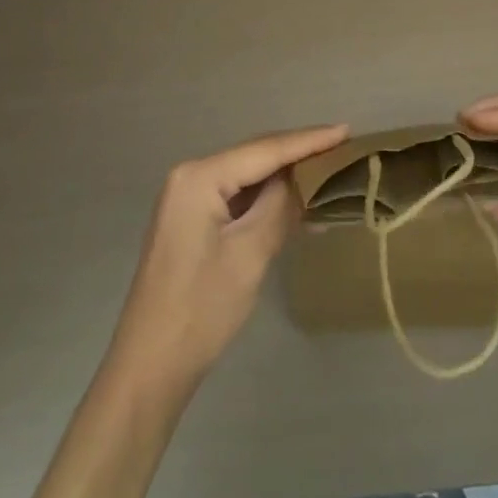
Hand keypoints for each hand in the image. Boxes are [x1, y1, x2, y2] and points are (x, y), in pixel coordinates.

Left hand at [107, 124, 347, 390]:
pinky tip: (300, 207)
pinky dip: (268, 201)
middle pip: (256, 157)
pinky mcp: (193, 221)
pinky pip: (239, 198)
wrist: (150, 368)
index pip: (265, 150)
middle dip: (299, 154)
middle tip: (344, 149)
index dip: (309, 141)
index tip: (347, 130)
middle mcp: (191, 176)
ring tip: (330, 173)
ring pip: (249, 177)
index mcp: (199, 176)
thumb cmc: (201, 309)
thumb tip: (308, 176)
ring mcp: (189, 199)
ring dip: (287, 180)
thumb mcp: (250, 253)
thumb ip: (281, 205)